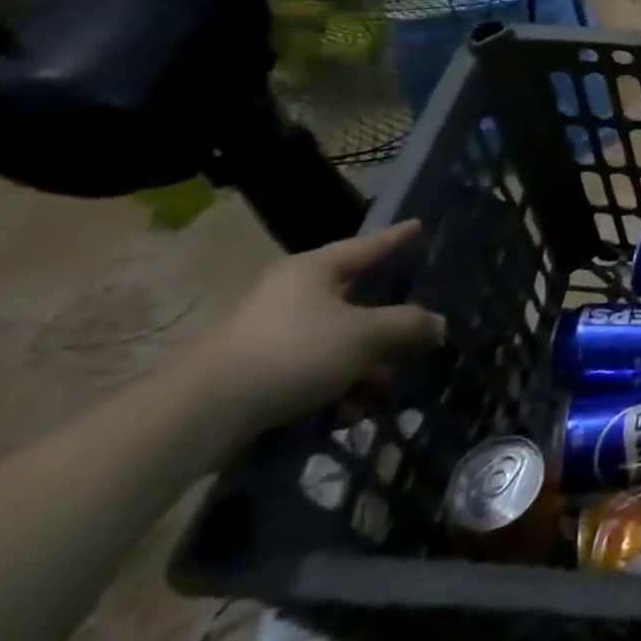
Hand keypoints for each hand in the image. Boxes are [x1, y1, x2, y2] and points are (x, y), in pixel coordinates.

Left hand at [192, 222, 445, 446]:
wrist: (201, 414)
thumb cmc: (293, 352)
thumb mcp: (365, 335)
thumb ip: (408, 324)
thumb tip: (438, 324)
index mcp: (315, 269)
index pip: (368, 245)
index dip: (397, 237)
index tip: (420, 225)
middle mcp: (292, 292)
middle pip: (357, 299)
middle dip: (389, 324)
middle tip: (419, 332)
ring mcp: (271, 331)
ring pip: (338, 339)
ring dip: (365, 364)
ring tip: (381, 390)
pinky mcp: (258, 369)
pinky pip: (314, 368)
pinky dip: (336, 385)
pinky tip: (349, 412)